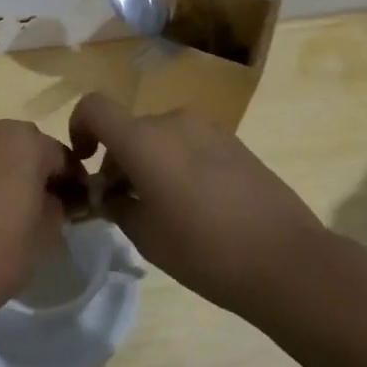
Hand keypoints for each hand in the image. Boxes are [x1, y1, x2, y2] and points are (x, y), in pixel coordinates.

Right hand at [69, 92, 326, 320]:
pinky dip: (178, 163)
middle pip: (129, 129)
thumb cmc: (204, 250)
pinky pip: (190, 144)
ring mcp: (209, 129)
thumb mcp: (146, 236)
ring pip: (160, 137)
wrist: (287, 259)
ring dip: (149, 162)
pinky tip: (196, 205)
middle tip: (124, 204)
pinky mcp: (235, 143)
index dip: (79, 126)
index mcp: (144, 139)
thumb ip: (117, 206)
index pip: (94, 107)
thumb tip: (109, 195)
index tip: (85, 161)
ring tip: (163, 208)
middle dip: (117, 159)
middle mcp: (173, 122)